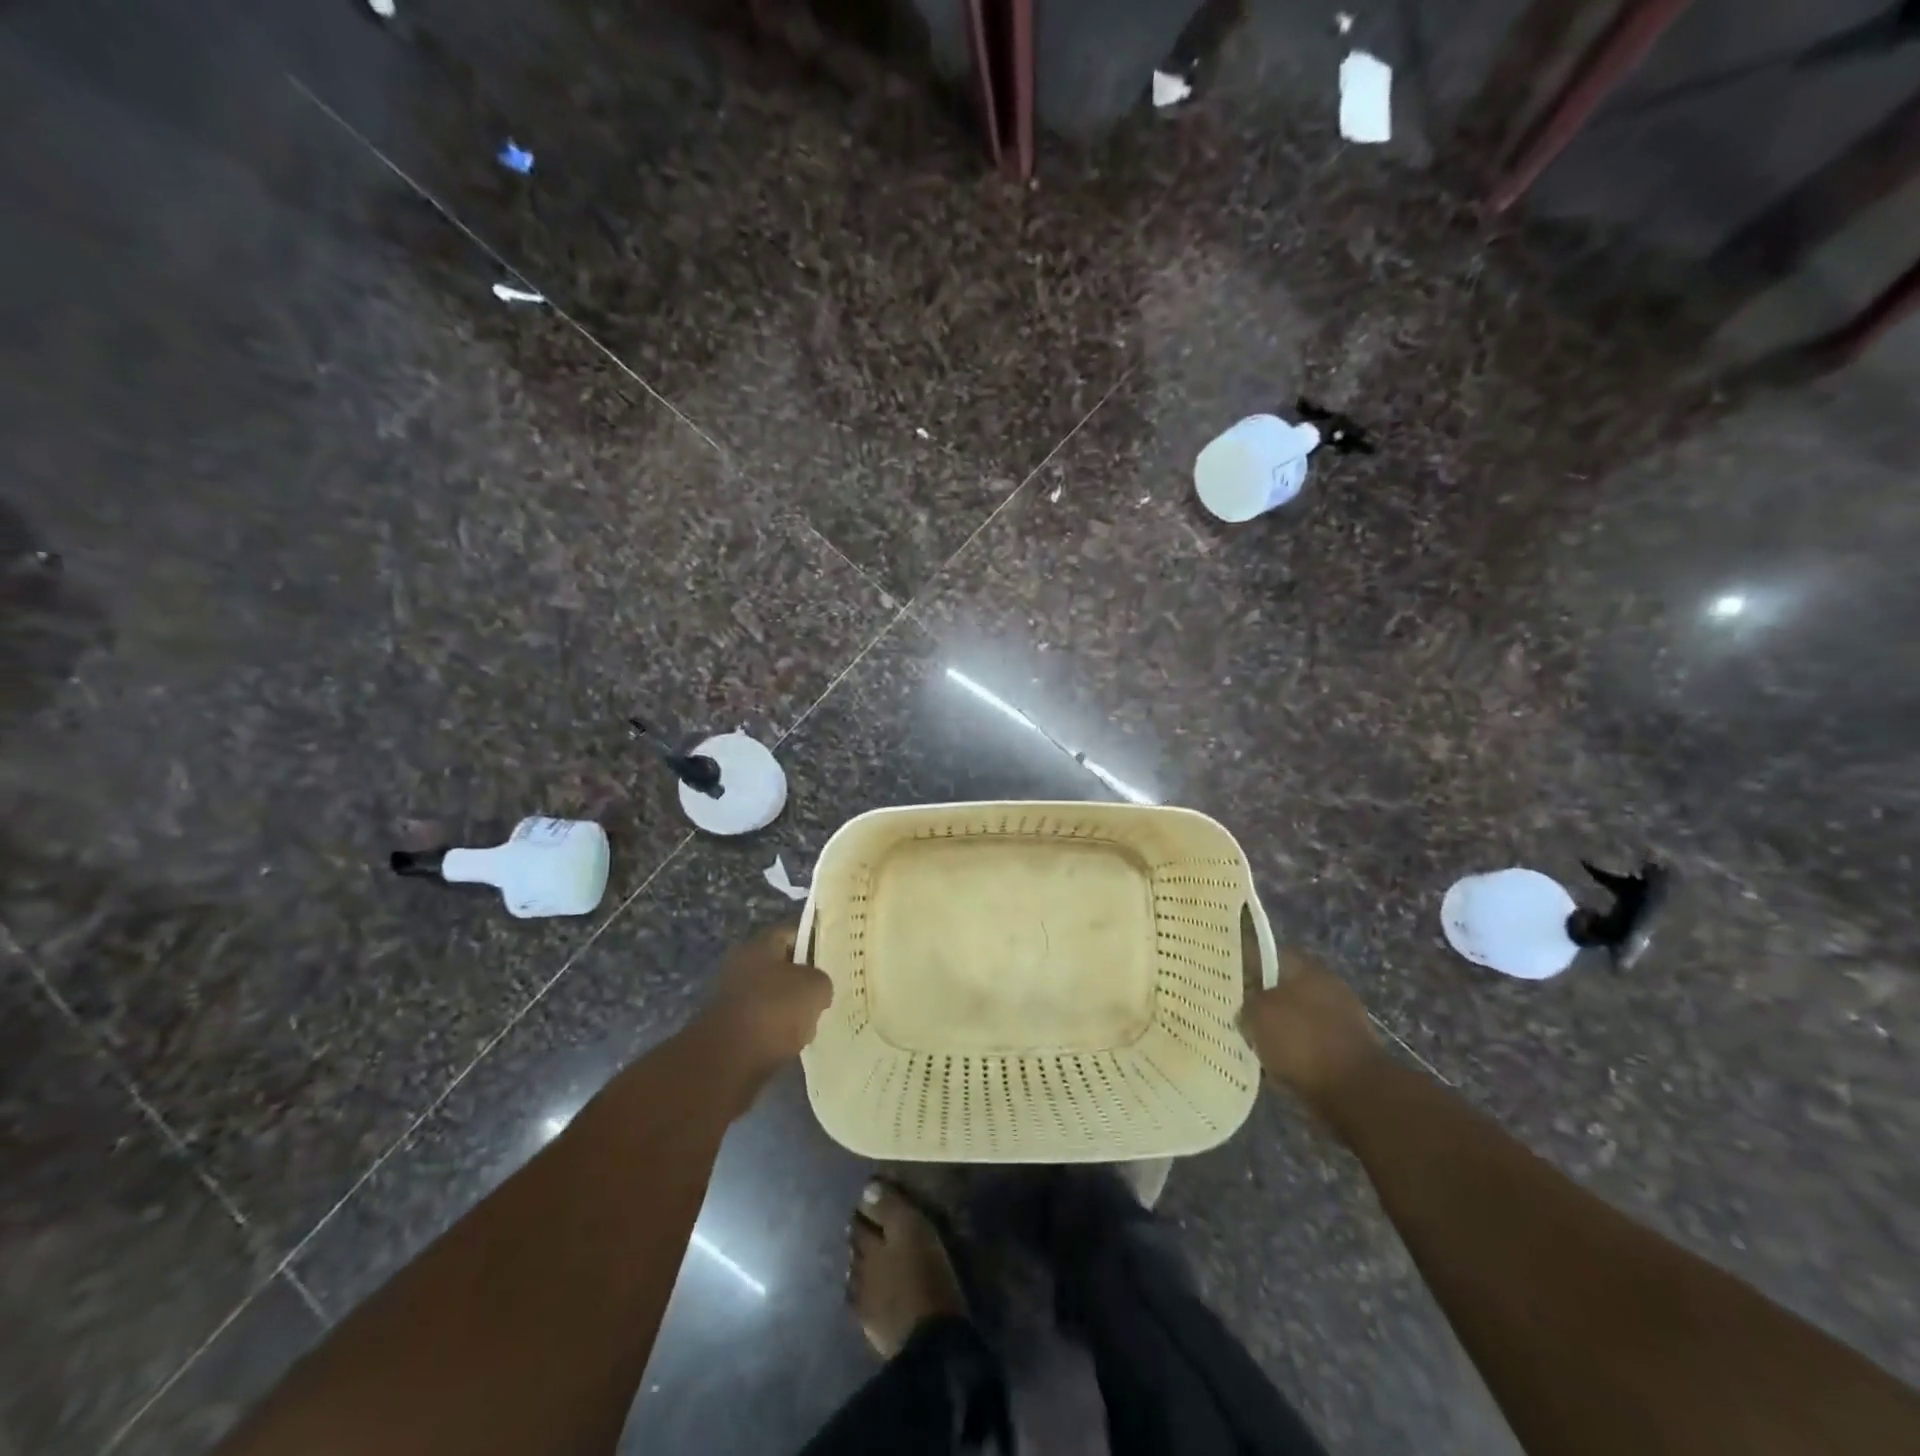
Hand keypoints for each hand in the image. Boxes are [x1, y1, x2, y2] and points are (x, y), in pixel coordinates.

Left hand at [705, 921, 833, 1067]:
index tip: (835, 955)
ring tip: (815, 1021)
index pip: (792, 932)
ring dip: (792, 1009)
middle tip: (829, 991)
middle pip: (782, 967)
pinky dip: (779, 1032)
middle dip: (804, 980)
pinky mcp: (730, 1031)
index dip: (815, 941)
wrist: (728, 1063)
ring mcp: (733, 1000)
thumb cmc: (774, 1010)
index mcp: (759, 946)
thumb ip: (822, 981)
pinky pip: (764, 1024)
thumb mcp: (815, 987)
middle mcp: (741, 967)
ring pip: (774, 998)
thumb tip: (816, 990)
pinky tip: (795, 1042)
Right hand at [1240, 941, 1382, 1110]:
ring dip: (1277, 1029)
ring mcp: (1340, 1020)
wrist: (1356, 1093)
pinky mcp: (1346, 1051)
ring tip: (1252, 1043)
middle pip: (1282, 987)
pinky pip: (1308, 1045)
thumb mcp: (1257, 1014)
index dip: (1243, 964)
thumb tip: (1246, 1008)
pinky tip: (1275, 1065)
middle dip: (1261, 1000)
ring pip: (1295, 1018)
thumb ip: (1246, 1003)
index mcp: (1307, 969)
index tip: (1223, 979)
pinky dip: (1293, 1053)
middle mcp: (1326, 987)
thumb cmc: (1302, 1042)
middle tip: (1235, 1013)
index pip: (1267, 955)